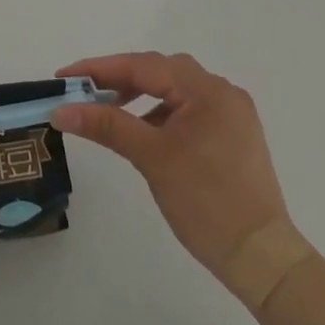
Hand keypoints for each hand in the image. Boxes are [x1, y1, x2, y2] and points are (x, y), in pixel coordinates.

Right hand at [53, 52, 288, 283]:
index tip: (64, 76)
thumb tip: (61, 110)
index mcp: (207, 89)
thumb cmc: (206, 202)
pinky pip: (188, 110)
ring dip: (140, 95)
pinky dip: (161, 113)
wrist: (262, 259)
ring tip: (109, 110)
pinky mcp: (233, 136)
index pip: (143, 66)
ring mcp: (231, 114)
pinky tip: (144, 131)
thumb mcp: (151, 158)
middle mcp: (222, 92)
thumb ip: (106, 125)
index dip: (100, 69)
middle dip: (119, 78)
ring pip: (174, 90)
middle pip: (160, 71)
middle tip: (82, 91)